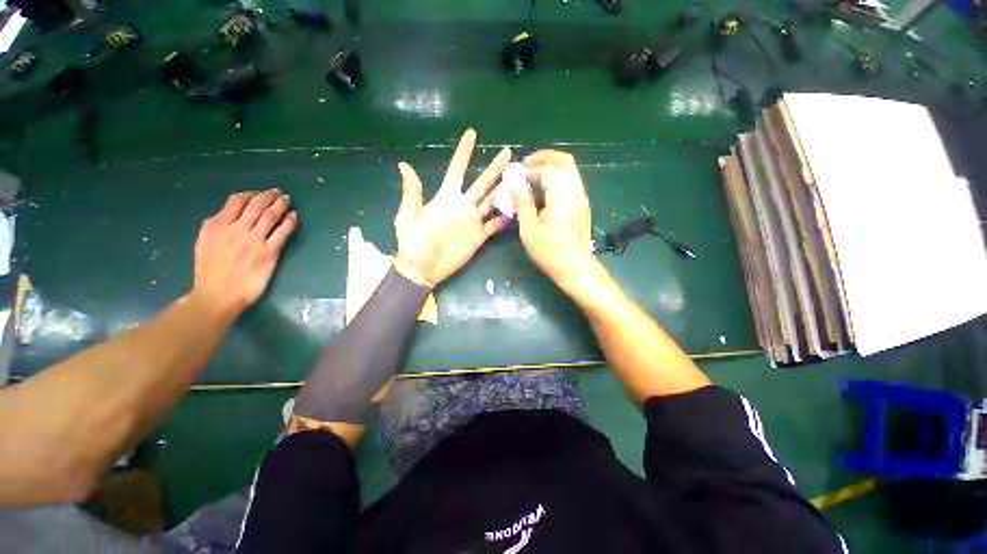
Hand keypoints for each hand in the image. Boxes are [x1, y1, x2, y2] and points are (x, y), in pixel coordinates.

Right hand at [191, 189, 296, 316]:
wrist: (217, 294)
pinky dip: (289, 221)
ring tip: (287, 199)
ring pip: (270, 215)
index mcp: (216, 224)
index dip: (251, 194)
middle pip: (256, 205)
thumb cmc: (209, 271)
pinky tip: (294, 215)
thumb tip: (228, 214)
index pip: (236, 201)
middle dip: (269, 196)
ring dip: (280, 204)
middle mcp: (235, 229)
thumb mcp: (204, 242)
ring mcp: (253, 240)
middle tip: (278, 192)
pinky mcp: (269, 252)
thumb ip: (217, 226)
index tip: (260, 193)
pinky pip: (282, 231)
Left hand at [394, 128, 510, 286]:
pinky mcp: (479, 236)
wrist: (422, 269)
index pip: (457, 169)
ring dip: (504, 190)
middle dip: (494, 168)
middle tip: (508, 153)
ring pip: (492, 201)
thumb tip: (404, 164)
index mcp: (446, 198)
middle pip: (482, 183)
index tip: (472, 133)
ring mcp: (472, 221)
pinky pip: (494, 225)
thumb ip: (412, 193)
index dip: (464, 152)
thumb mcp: (408, 217)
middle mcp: (462, 206)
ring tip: (518, 178)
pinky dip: (504, 218)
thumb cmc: (412, 243)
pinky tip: (516, 210)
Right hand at [512, 150, 596, 290]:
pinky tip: (543, 190)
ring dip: (550, 166)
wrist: (575, 266)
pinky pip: (571, 180)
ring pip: (569, 170)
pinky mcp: (582, 204)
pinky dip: (556, 177)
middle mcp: (575, 191)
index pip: (546, 170)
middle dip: (544, 157)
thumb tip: (513, 183)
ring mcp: (581, 197)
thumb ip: (522, 203)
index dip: (529, 170)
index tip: (515, 176)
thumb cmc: (550, 251)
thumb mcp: (529, 229)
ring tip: (532, 176)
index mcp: (562, 197)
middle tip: (526, 164)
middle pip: (564, 161)